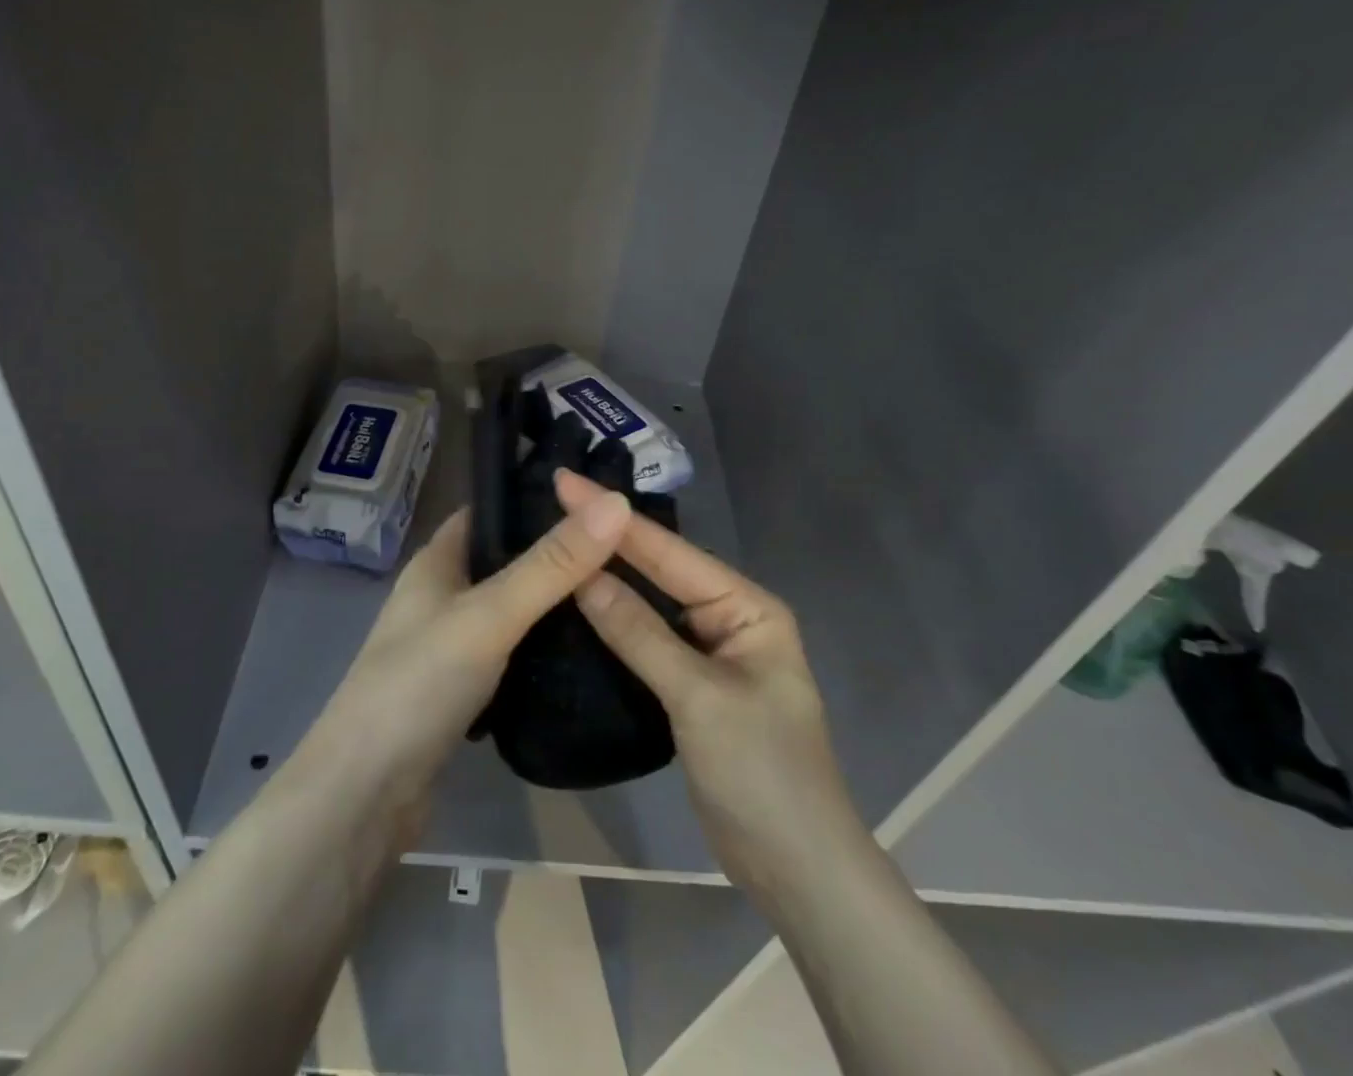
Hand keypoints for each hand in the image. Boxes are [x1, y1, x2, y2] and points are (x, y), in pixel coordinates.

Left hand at [300, 484, 633, 842]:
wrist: (364, 797)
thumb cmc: (419, 684)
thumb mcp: (490, 615)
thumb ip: (552, 565)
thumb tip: (616, 503)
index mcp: (437, 561)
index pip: (492, 510)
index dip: (539, 499)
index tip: (601, 497)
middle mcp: (442, 595)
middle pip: (507, 560)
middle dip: (558, 554)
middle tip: (626, 548)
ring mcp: (450, 646)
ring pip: (513, 610)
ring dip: (554, 603)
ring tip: (620, 593)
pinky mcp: (462, 692)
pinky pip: (513, 654)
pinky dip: (543, 648)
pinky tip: (587, 652)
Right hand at [556, 468, 861, 901]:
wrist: (797, 870)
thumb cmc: (761, 773)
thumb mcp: (699, 697)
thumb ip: (640, 634)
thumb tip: (583, 576)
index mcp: (747, 606)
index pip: (670, 553)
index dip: (615, 519)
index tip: (566, 483)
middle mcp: (729, 617)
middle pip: (660, 571)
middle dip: (610, 539)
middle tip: (555, 501)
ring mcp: (710, 651)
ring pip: (651, 604)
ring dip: (610, 578)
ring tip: (559, 541)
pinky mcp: (691, 684)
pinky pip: (648, 639)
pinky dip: (616, 621)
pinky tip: (580, 604)